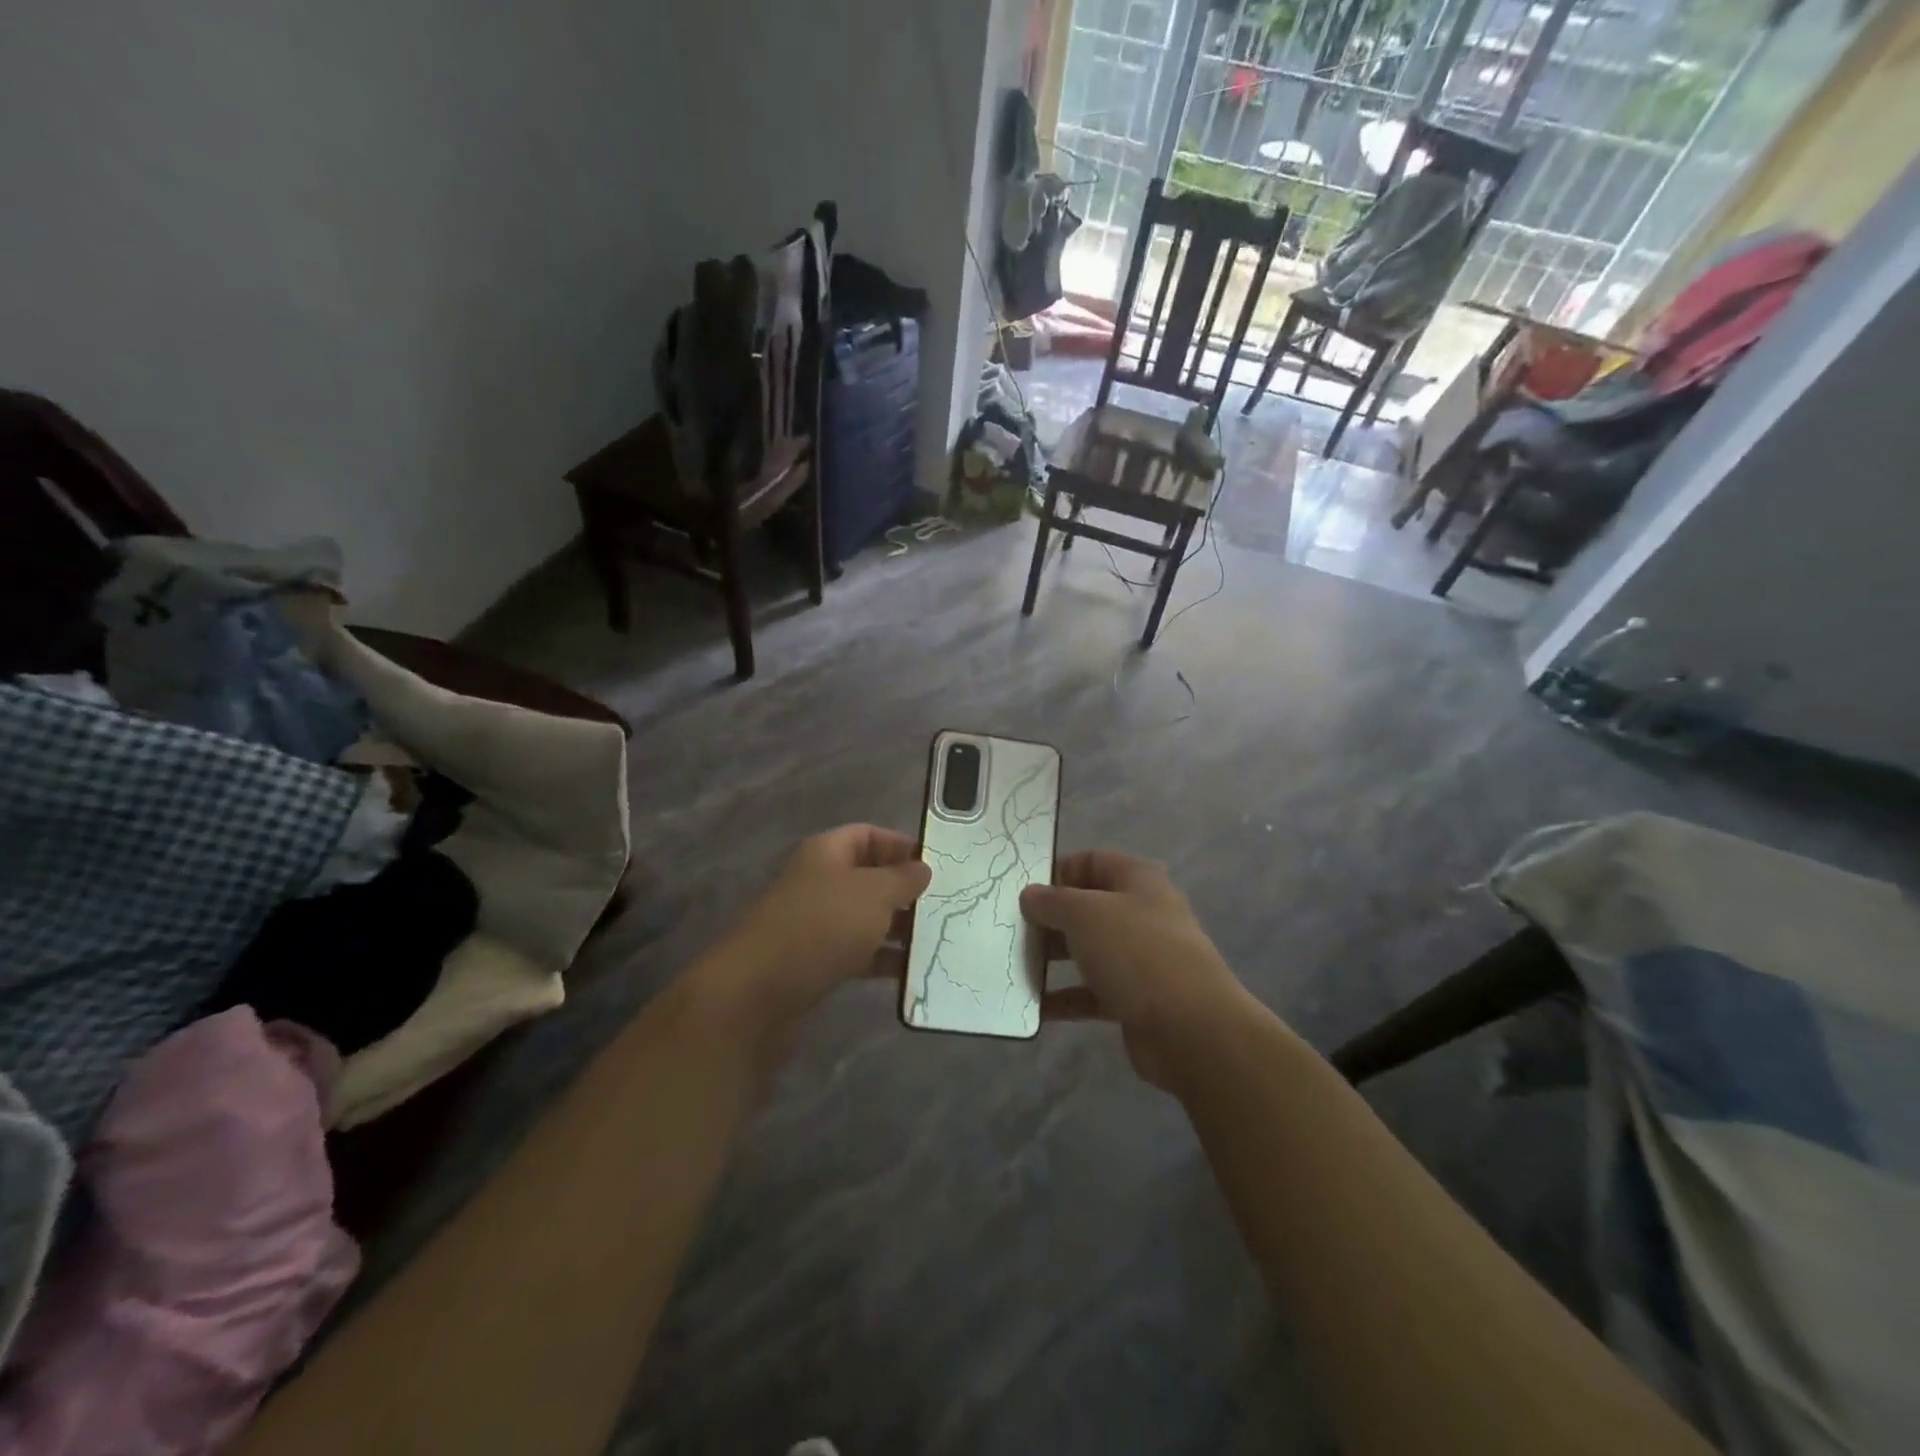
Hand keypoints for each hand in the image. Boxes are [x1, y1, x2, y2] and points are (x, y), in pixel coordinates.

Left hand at [691, 824, 930, 1053]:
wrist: (757, 992)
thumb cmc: (821, 926)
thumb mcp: (872, 894)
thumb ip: (903, 878)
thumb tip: (923, 868)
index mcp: (827, 853)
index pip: (869, 835)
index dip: (901, 845)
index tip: (937, 865)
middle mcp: (820, 882)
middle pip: (870, 877)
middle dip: (906, 891)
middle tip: (946, 905)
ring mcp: (816, 923)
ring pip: (866, 917)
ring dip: (898, 928)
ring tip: (937, 939)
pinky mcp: (815, 961)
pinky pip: (857, 952)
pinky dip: (882, 959)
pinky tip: (911, 971)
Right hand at [1021, 851, 1252, 1088]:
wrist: (1190, 1028)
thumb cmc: (1135, 952)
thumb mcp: (1085, 913)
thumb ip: (1052, 900)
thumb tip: (1030, 894)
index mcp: (1137, 879)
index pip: (1090, 861)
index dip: (1056, 870)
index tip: (1020, 889)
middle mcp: (1142, 912)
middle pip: (1087, 907)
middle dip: (1049, 917)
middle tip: (1009, 928)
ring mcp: (1141, 958)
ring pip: (1088, 950)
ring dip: (1053, 958)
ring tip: (1013, 964)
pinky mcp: (1136, 999)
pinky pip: (1092, 992)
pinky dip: (1065, 997)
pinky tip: (1032, 1005)